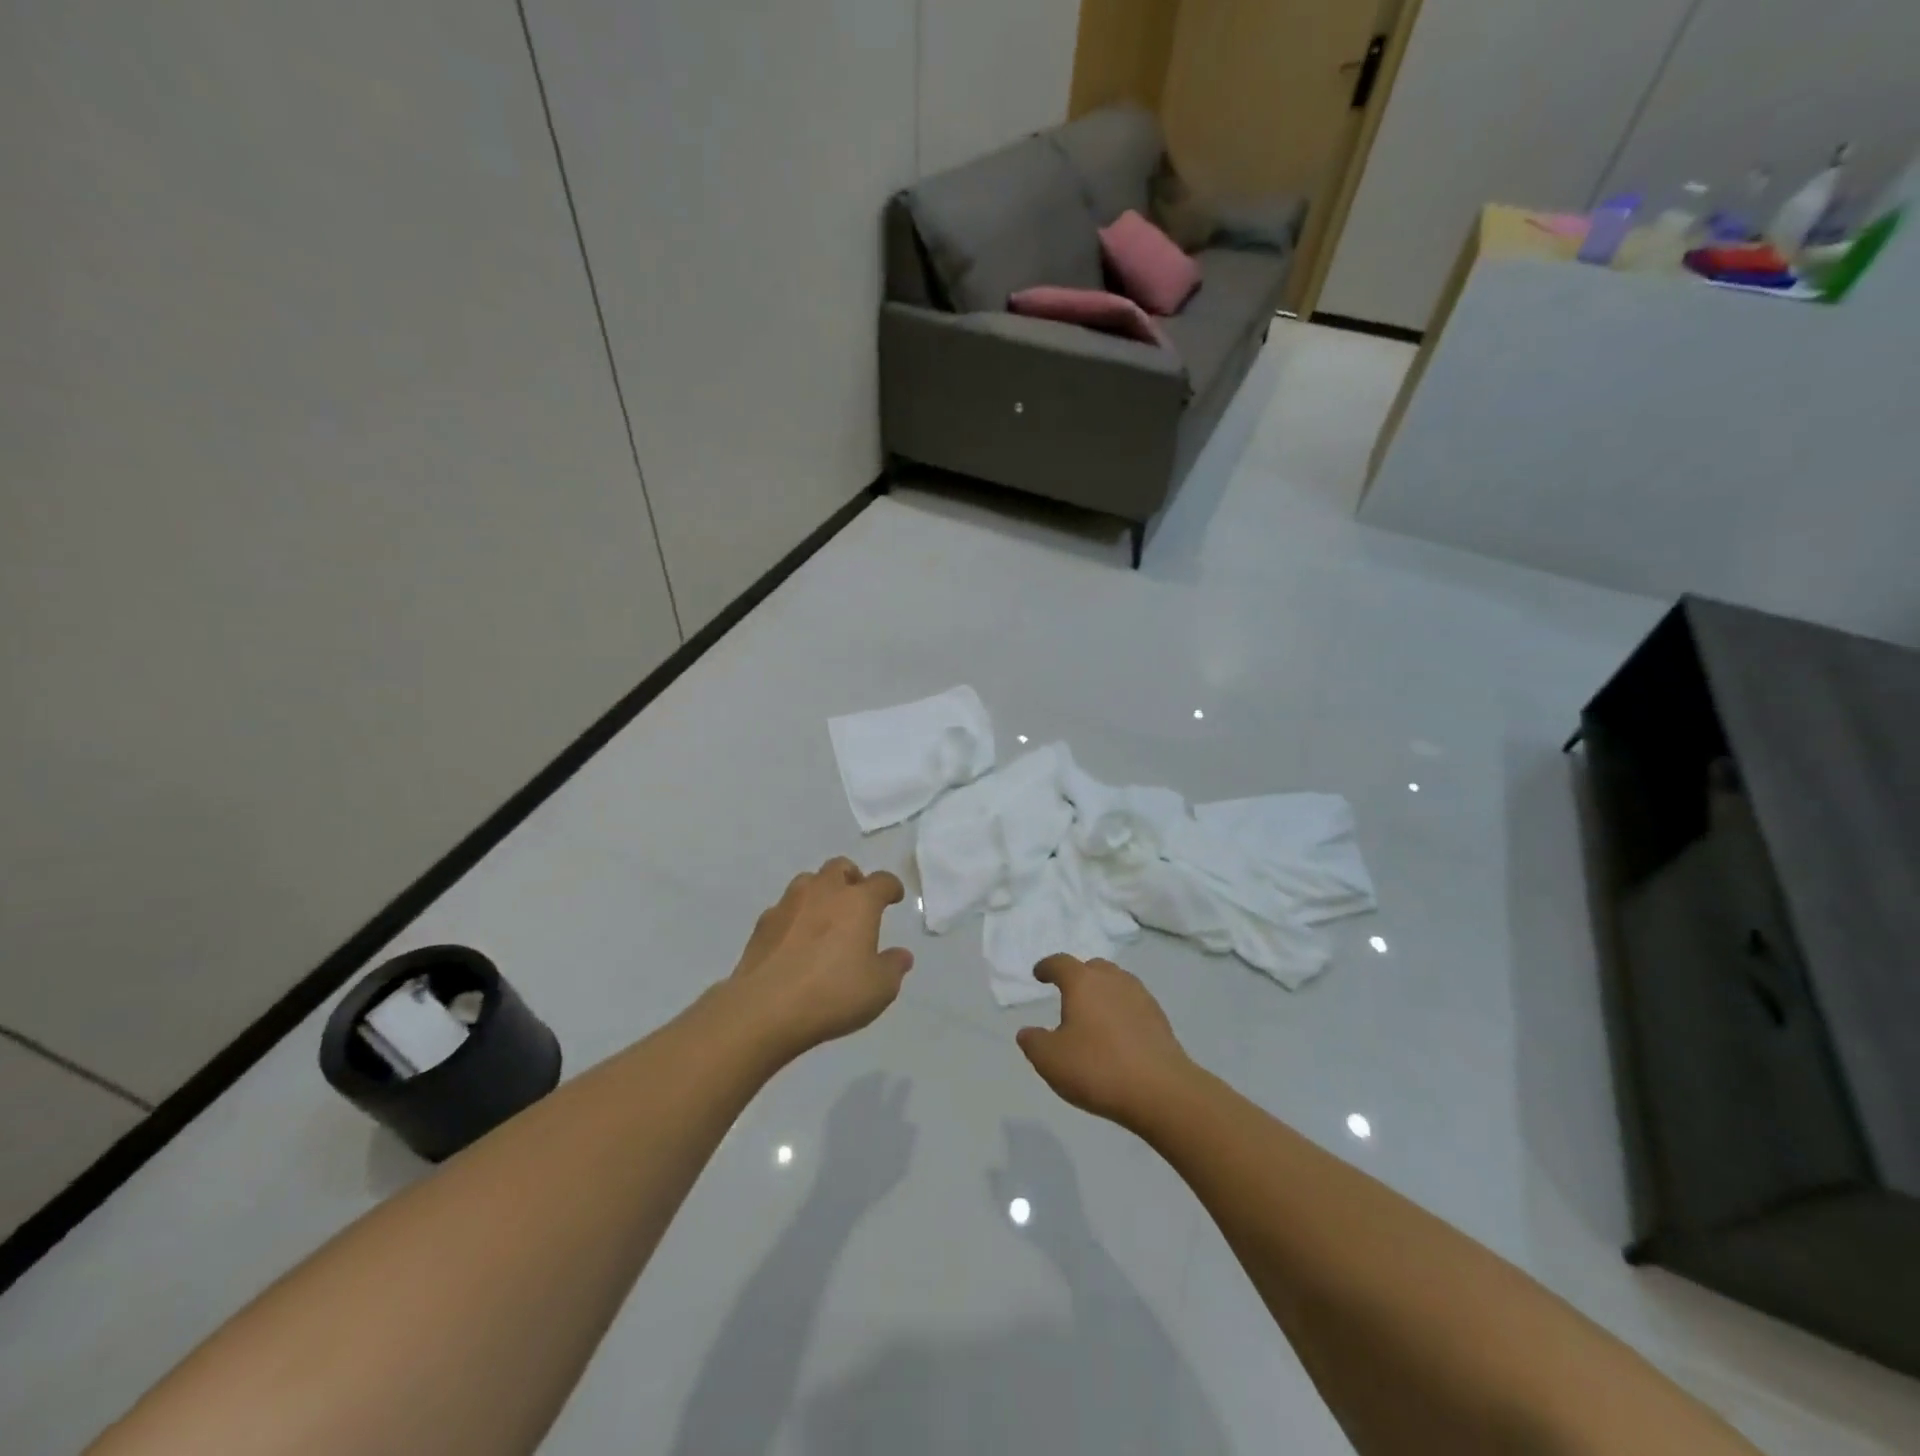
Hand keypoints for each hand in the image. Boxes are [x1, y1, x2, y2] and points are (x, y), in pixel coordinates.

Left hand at [726, 857, 912, 1056]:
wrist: (766, 1009)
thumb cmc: (833, 994)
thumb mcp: (879, 988)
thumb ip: (893, 967)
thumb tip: (901, 955)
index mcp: (858, 902)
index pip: (882, 881)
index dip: (891, 887)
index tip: (894, 897)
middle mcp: (824, 892)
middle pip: (840, 867)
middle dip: (852, 878)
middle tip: (857, 900)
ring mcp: (789, 904)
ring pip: (808, 881)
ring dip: (820, 892)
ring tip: (825, 917)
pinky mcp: (762, 924)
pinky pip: (784, 908)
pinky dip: (795, 916)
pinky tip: (796, 940)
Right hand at [1015, 955, 1193, 1127]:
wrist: (1161, 1091)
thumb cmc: (1098, 1068)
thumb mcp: (1050, 1060)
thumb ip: (1033, 1042)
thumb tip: (1027, 1032)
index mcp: (1083, 982)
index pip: (1061, 963)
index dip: (1047, 967)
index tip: (1039, 974)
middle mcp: (1113, 980)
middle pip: (1093, 967)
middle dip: (1078, 976)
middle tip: (1068, 994)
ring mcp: (1140, 997)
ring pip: (1116, 983)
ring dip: (1102, 992)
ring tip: (1093, 1014)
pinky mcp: (1159, 1019)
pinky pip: (1133, 1004)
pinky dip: (1121, 1011)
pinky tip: (1117, 1034)